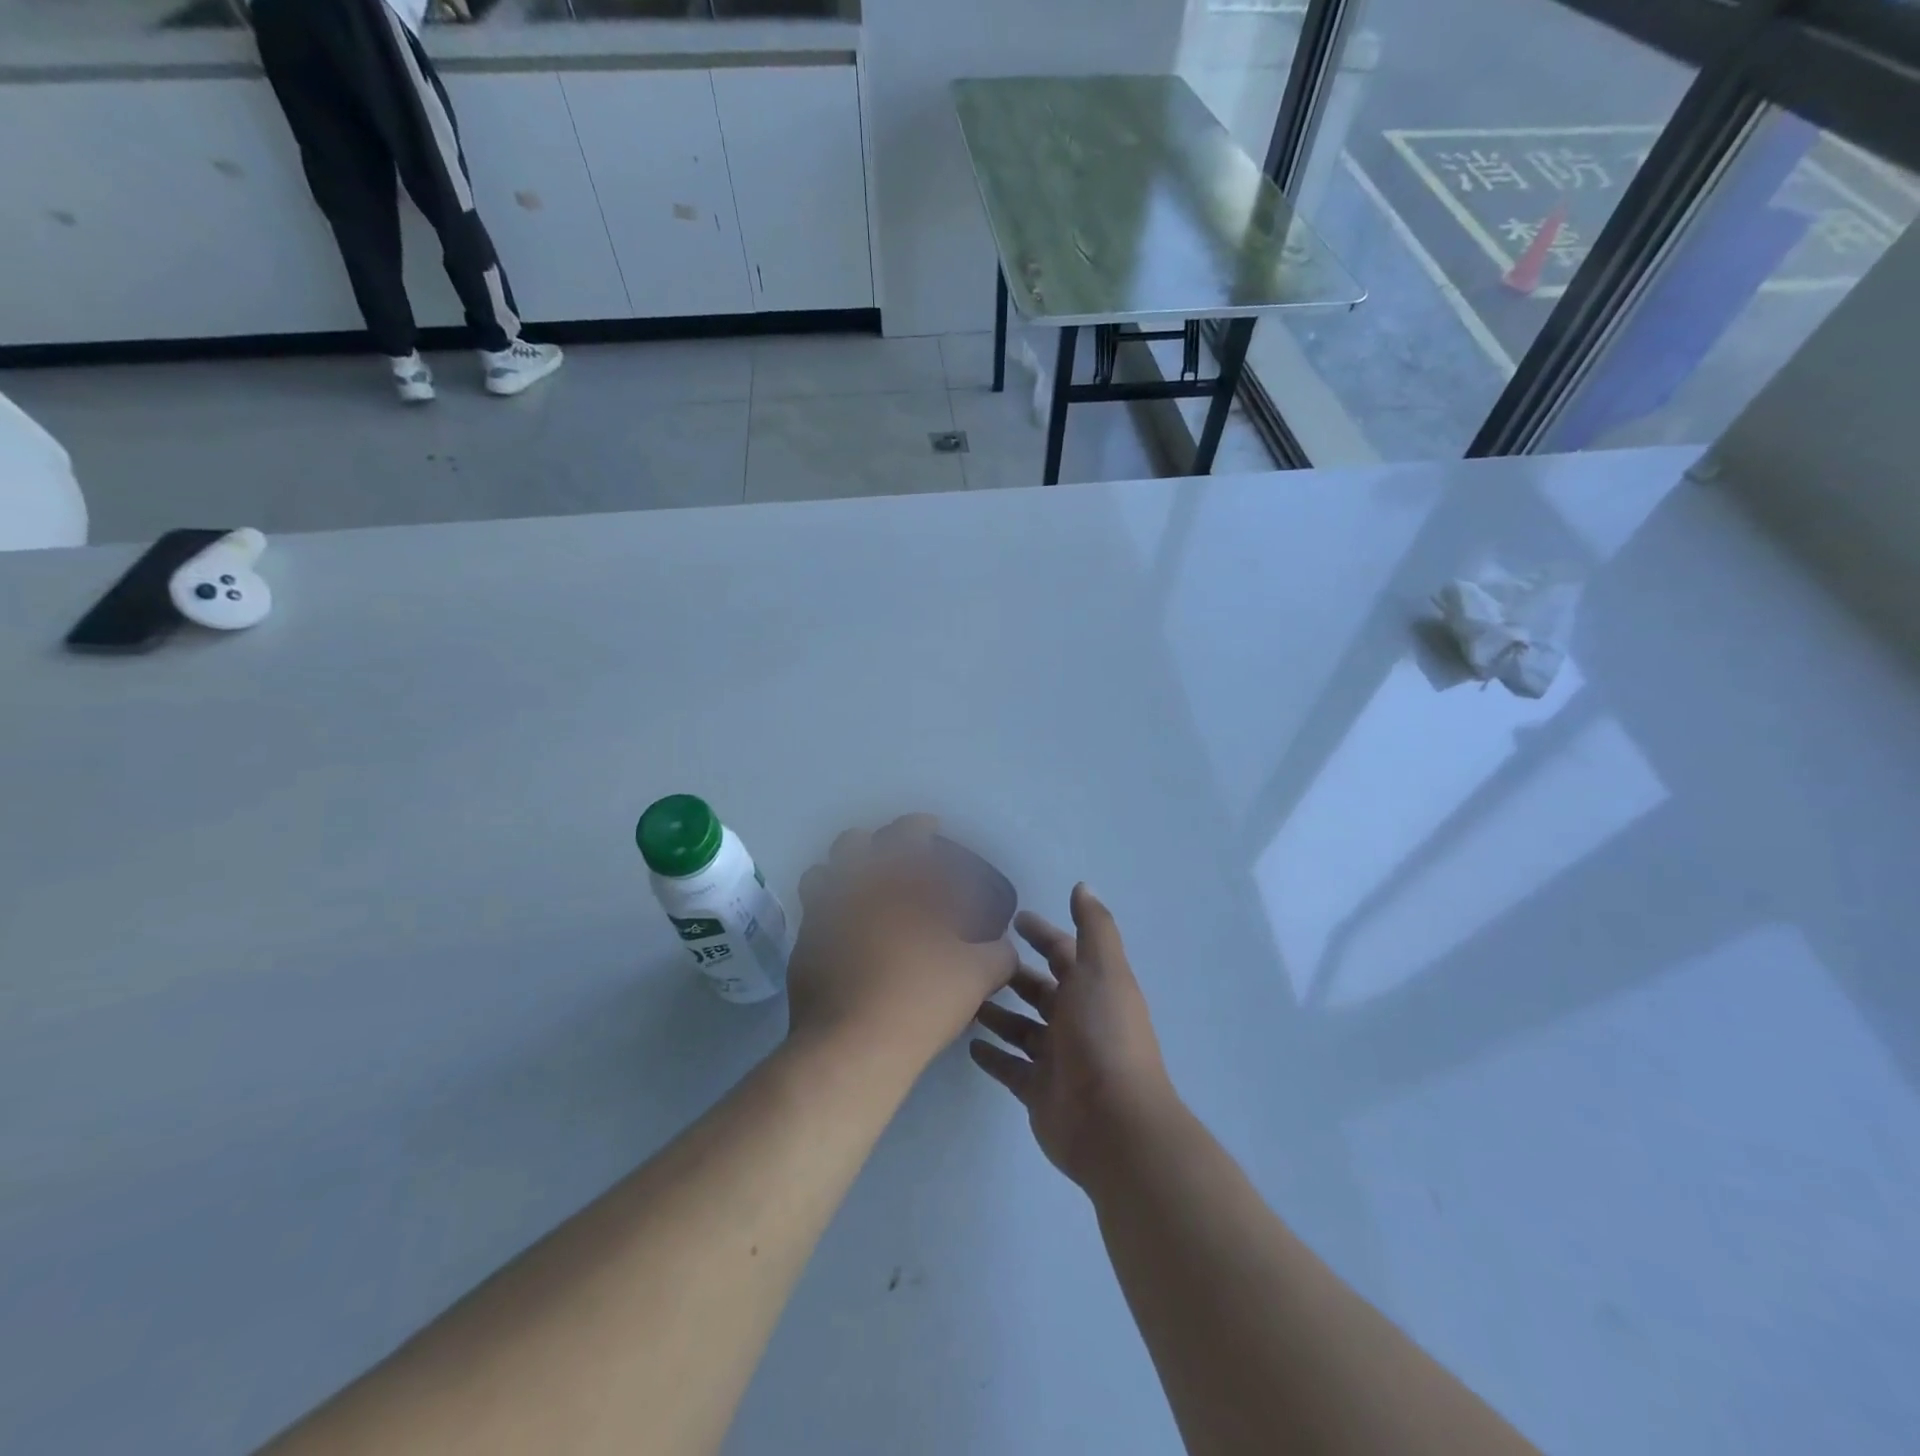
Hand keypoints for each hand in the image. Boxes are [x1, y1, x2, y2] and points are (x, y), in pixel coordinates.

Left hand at [786, 816, 1016, 1068]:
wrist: (852, 1049)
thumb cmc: (919, 999)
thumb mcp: (977, 976)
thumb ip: (998, 954)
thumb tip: (1004, 948)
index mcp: (893, 882)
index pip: (906, 834)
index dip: (920, 826)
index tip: (931, 829)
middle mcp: (850, 889)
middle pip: (850, 844)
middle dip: (871, 843)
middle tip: (894, 862)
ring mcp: (819, 919)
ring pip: (820, 876)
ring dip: (841, 876)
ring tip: (865, 897)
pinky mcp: (800, 952)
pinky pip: (812, 919)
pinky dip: (831, 918)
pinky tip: (851, 942)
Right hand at [970, 885, 1180, 1190]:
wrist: (1112, 1122)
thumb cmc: (1104, 1034)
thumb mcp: (1102, 970)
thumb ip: (1093, 928)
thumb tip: (1083, 886)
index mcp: (1093, 988)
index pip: (1063, 953)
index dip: (1041, 934)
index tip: (1012, 918)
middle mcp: (1076, 1019)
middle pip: (1039, 990)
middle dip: (1013, 974)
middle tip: (974, 959)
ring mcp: (1057, 1058)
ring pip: (1021, 1028)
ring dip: (997, 1013)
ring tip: (963, 999)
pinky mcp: (1037, 1090)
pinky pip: (1010, 1067)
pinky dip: (993, 1056)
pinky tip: (969, 1045)